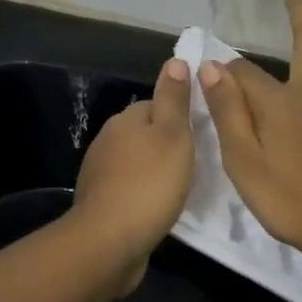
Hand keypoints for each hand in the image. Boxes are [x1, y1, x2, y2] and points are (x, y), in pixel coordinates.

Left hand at [72, 58, 195, 295]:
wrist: (109, 242)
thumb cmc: (150, 183)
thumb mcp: (173, 135)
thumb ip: (174, 98)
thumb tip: (174, 60)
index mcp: (126, 119)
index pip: (156, 105)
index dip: (180, 118)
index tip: (201, 136)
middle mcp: (108, 140)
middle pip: (145, 134)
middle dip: (167, 146)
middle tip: (196, 164)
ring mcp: (100, 173)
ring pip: (137, 163)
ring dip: (155, 172)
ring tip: (181, 189)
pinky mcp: (101, 203)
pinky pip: (129, 190)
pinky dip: (144, 195)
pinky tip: (159, 209)